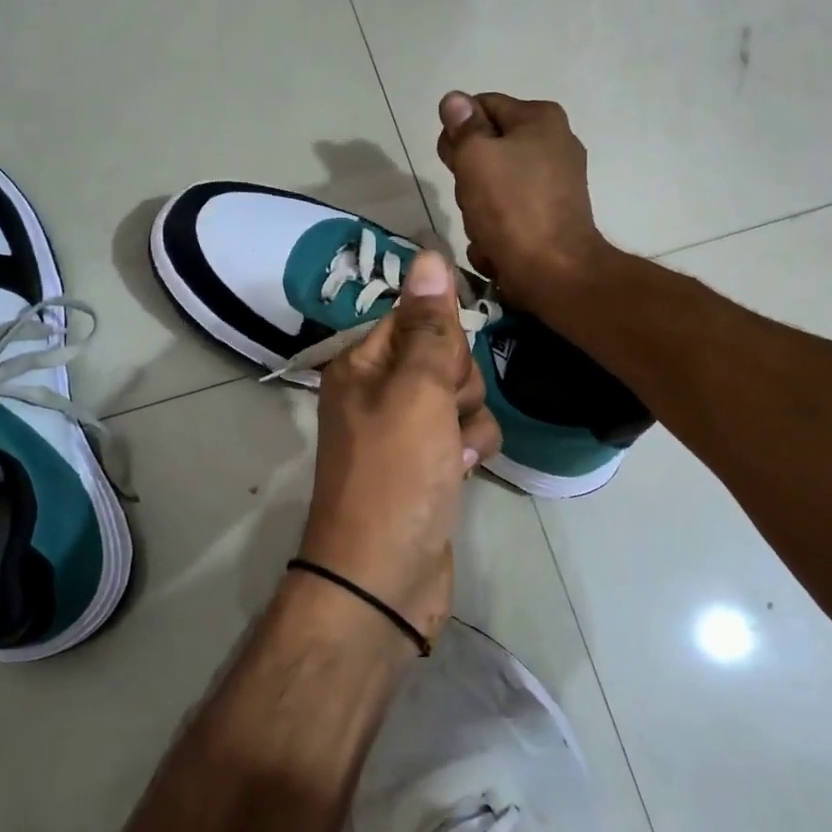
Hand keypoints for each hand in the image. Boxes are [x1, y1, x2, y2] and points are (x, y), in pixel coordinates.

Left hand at [297, 251, 500, 646]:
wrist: (384, 579)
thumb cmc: (395, 477)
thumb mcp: (416, 392)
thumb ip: (430, 325)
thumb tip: (429, 253)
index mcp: (361, 366)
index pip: (413, 317)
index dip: (440, 337)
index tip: (445, 365)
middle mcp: (379, 393)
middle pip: (442, 355)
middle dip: (457, 382)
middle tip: (442, 413)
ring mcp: (405, 432)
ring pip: (461, 396)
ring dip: (468, 420)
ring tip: (451, 453)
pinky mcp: (429, 466)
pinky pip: (465, 434)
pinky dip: (470, 450)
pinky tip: (461, 474)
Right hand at [436, 92, 612, 308]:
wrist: (554, 272)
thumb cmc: (512, 208)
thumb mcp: (476, 158)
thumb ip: (463, 127)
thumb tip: (455, 100)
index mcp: (541, 119)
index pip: (481, 107)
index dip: (456, 132)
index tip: (449, 161)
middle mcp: (555, 145)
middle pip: (488, 149)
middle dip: (468, 176)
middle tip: (468, 197)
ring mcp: (556, 185)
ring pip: (494, 187)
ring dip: (478, 209)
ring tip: (483, 228)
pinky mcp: (552, 219)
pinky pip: (510, 215)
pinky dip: (498, 230)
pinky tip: (496, 246)